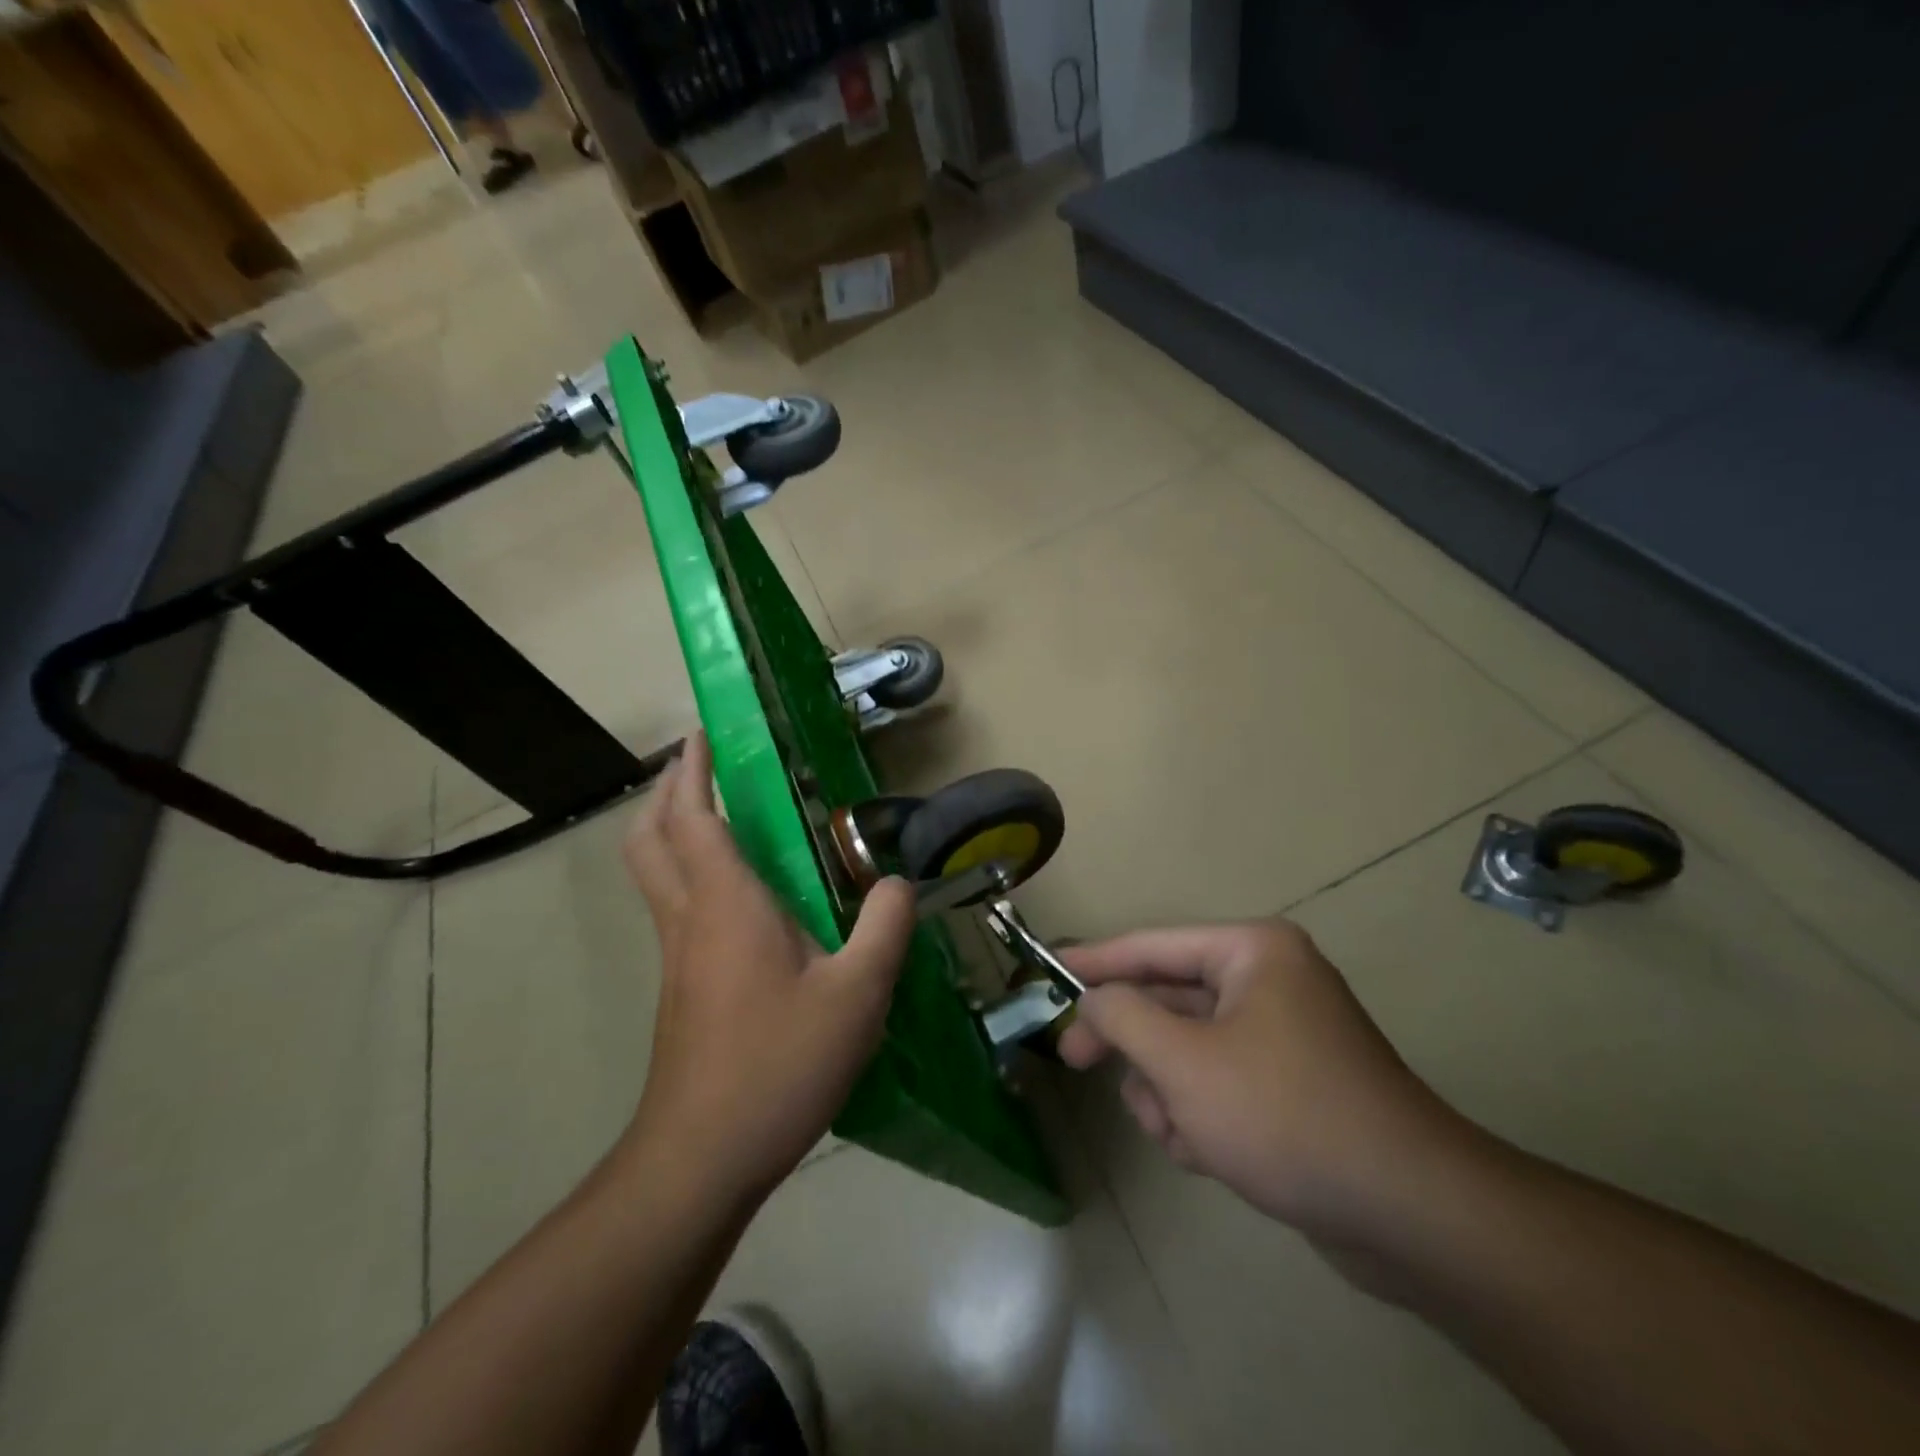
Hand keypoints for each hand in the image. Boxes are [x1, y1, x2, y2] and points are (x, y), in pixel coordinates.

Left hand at [621, 734, 915, 1207]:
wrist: (701, 1157)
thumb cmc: (778, 1064)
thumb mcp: (857, 994)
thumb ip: (883, 928)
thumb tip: (897, 884)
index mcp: (726, 905)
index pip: (694, 818)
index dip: (693, 770)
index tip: (702, 733)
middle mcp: (690, 919)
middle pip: (649, 839)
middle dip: (667, 793)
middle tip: (699, 768)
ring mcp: (677, 957)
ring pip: (654, 874)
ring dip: (671, 832)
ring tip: (716, 816)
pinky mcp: (681, 989)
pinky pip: (674, 909)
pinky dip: (688, 874)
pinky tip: (738, 897)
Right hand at [1056, 919, 1464, 1240]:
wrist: (1409, 1214)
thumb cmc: (1283, 1114)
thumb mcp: (1183, 1062)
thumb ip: (1123, 1017)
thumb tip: (1094, 997)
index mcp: (1252, 952)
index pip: (1152, 945)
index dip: (1095, 960)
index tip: (1048, 971)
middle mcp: (1269, 980)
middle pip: (1168, 999)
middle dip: (1133, 1044)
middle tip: (1074, 1060)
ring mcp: (1282, 1034)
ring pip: (1188, 1049)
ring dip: (1168, 1091)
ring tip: (1178, 1133)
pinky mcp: (1290, 1084)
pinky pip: (1218, 1082)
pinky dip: (1200, 1114)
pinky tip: (1207, 1154)